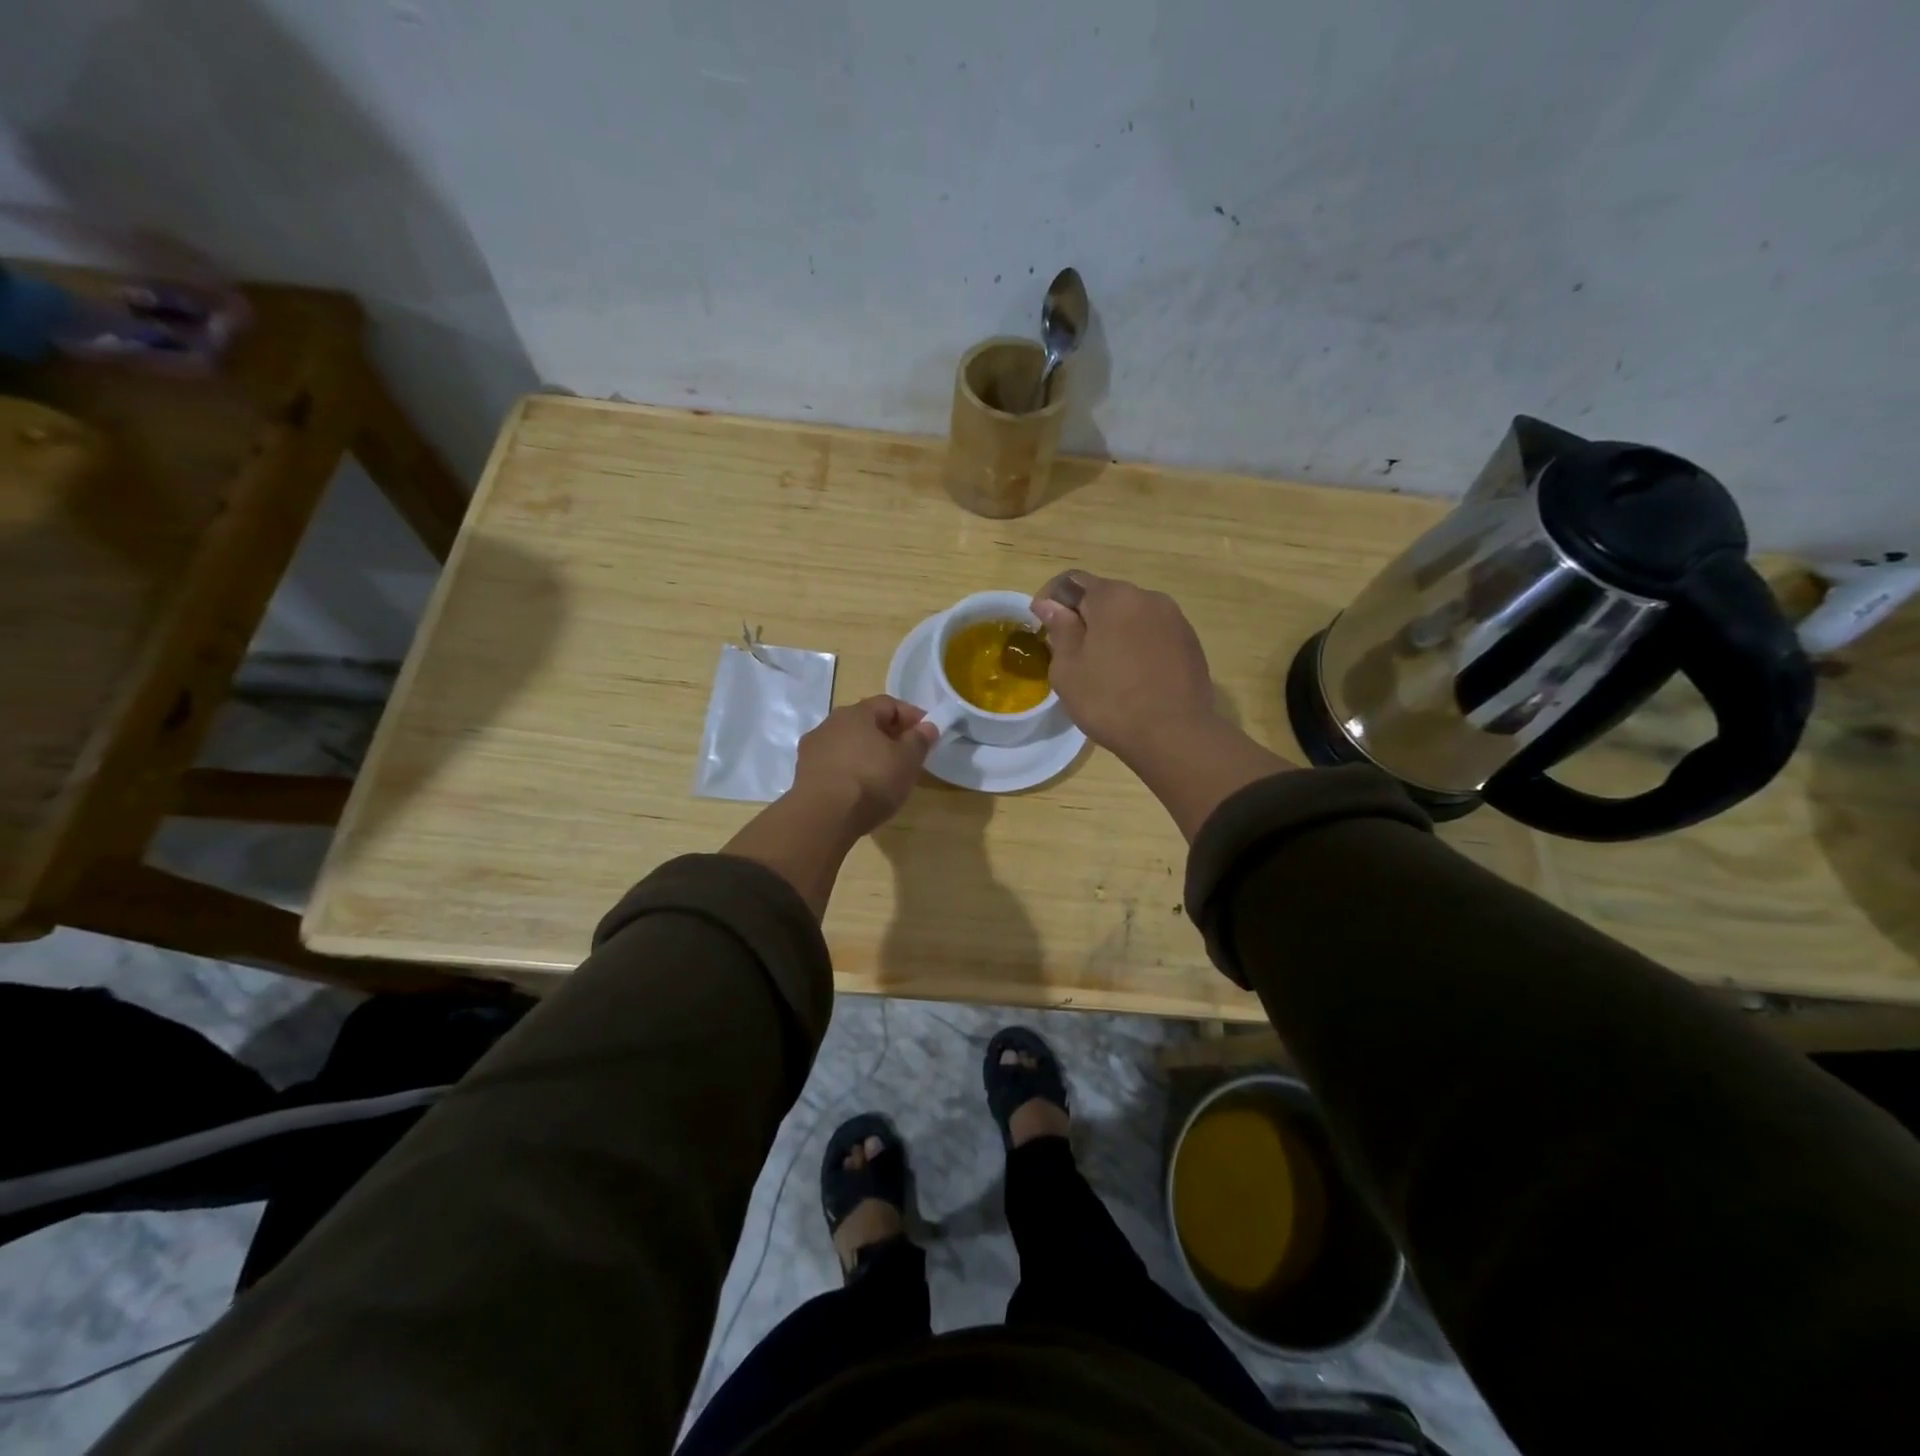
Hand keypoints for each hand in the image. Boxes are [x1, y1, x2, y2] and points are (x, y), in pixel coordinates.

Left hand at [790, 695, 938, 837]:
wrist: (823, 817)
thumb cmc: (871, 780)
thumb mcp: (907, 760)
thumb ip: (919, 740)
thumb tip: (927, 726)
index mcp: (855, 713)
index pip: (888, 704)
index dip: (911, 715)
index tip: (927, 733)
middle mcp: (829, 724)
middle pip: (865, 723)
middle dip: (888, 735)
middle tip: (907, 754)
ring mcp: (812, 750)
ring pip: (847, 745)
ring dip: (866, 754)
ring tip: (884, 775)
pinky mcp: (803, 775)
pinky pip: (834, 766)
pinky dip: (850, 772)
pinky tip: (860, 790)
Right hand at [1031, 571, 1217, 760]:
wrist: (1174, 735)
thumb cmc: (1109, 700)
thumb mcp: (1068, 668)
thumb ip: (1060, 629)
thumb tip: (1051, 605)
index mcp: (1113, 597)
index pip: (1072, 581)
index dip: (1051, 599)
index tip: (1041, 625)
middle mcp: (1148, 597)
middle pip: (1105, 597)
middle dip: (1084, 617)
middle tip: (1069, 652)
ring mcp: (1175, 620)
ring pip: (1132, 617)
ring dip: (1113, 632)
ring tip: (1104, 668)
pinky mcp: (1191, 643)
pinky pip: (1154, 635)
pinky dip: (1137, 646)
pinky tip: (1132, 677)